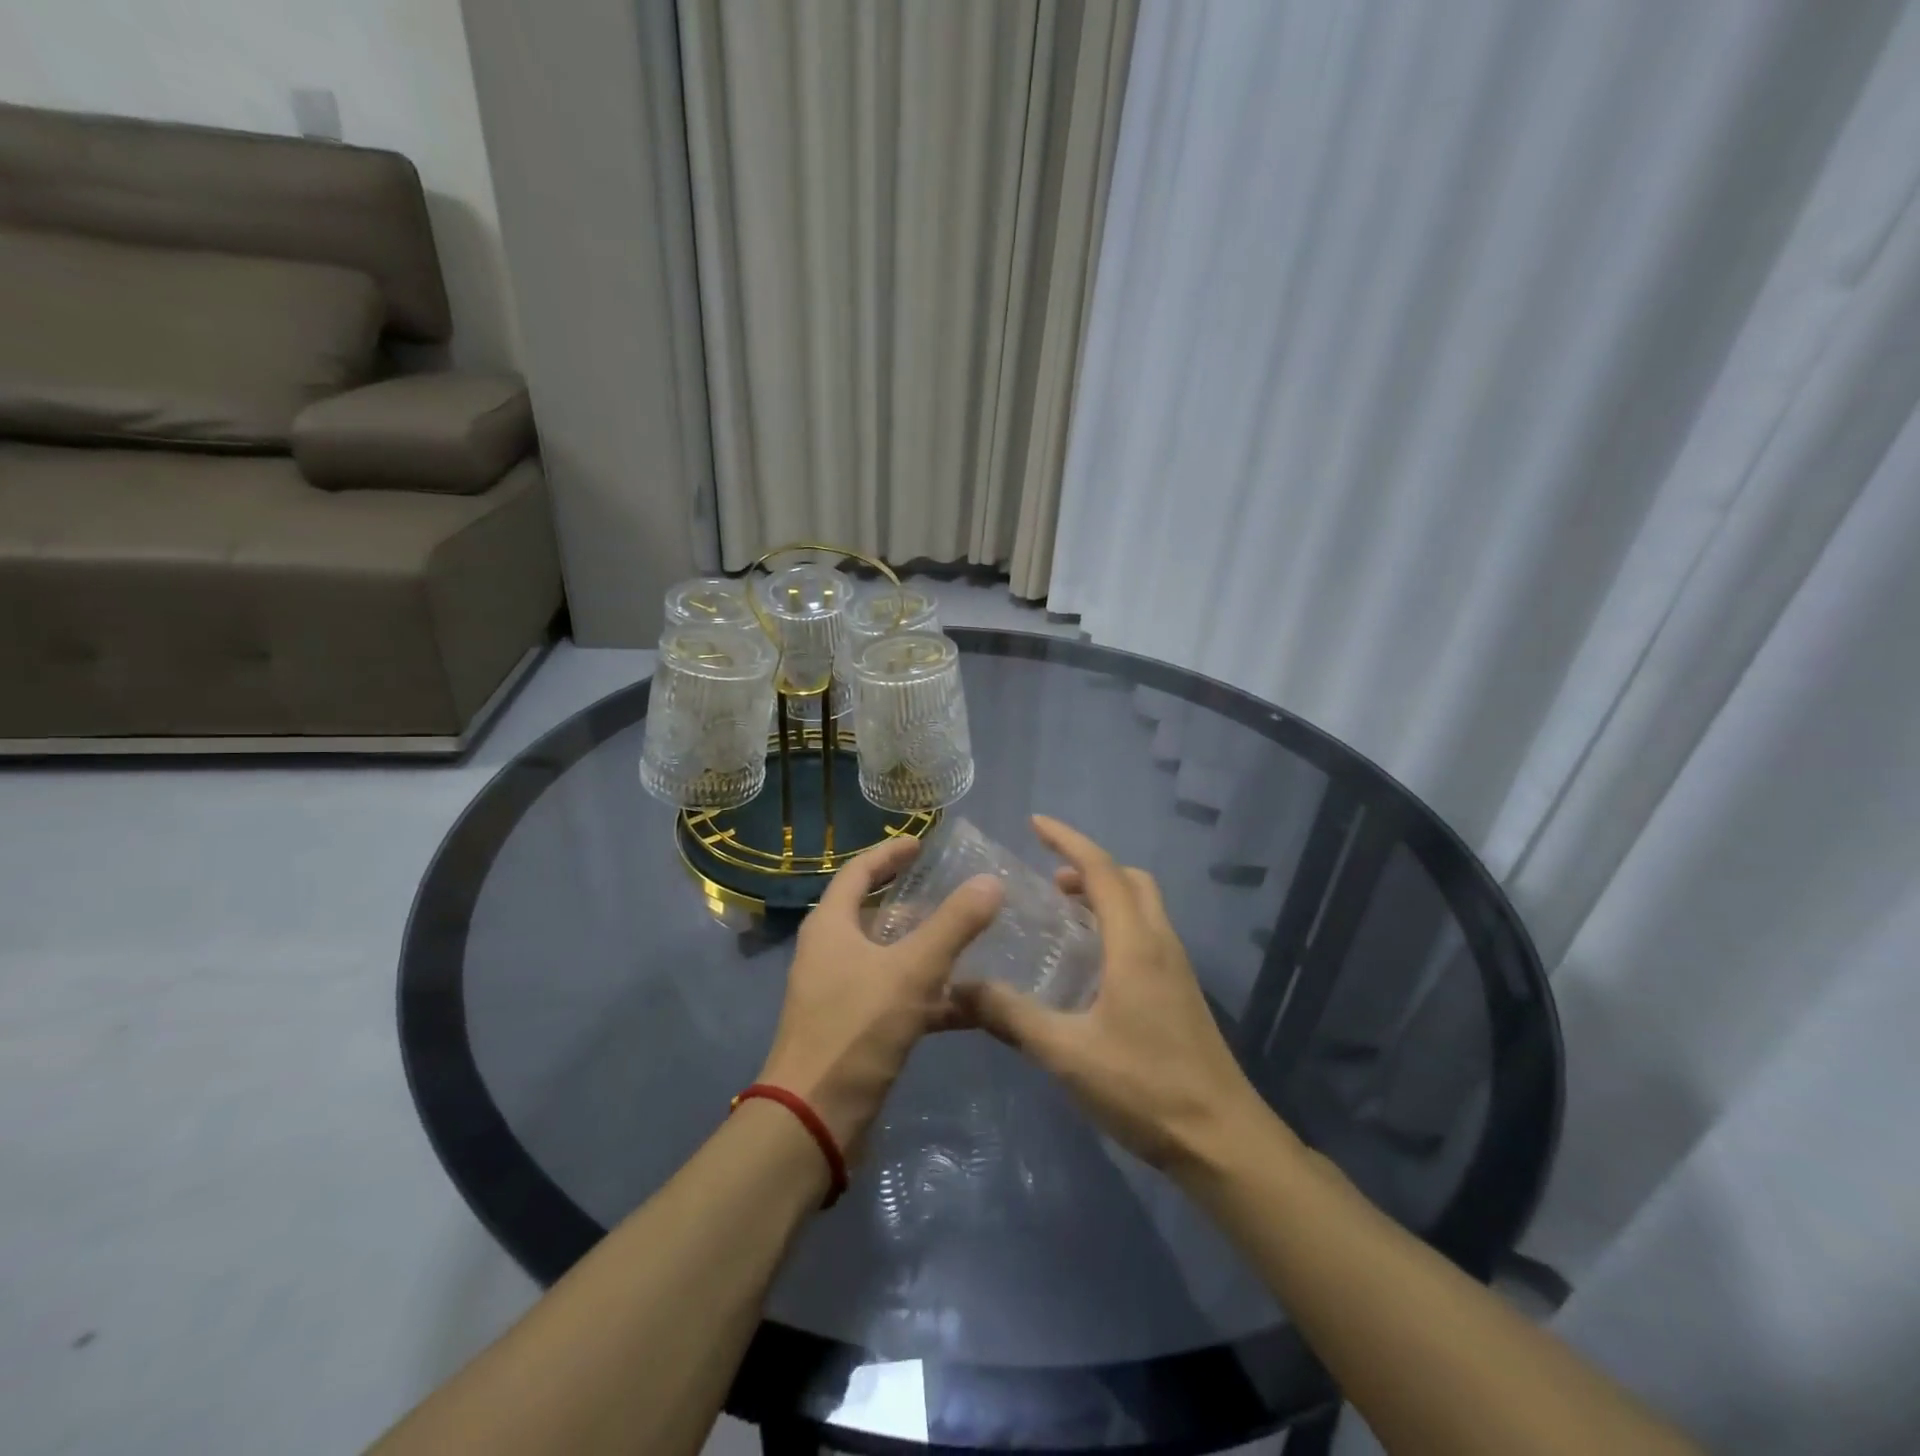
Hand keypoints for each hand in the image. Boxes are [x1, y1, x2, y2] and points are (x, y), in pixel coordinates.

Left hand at [759, 836, 1001, 1156]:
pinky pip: (897, 997)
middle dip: (912, 900)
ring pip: (889, 957)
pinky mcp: (855, 1028)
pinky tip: (971, 1002)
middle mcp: (830, 952)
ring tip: (971, 939)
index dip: (889, 854)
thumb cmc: (856, 1029)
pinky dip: (930, 995)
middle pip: (873, 912)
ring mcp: (841, 992)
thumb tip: (991, 881)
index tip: (921, 843)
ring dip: (926, 948)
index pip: (858, 872)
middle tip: (952, 889)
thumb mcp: (911, 970)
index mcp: (830, 926)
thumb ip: (953, 925)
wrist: (814, 1118)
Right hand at [951, 816, 1279, 1172]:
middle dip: (1089, 866)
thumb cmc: (1144, 1088)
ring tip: (1064, 914)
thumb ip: (1011, 1016)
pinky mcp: (1181, 991)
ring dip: (1105, 894)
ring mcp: (1177, 967)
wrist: (1223, 1141)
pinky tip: (1091, 963)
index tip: (1035, 823)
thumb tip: (958, 988)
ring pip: (1143, 906)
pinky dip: (1117, 922)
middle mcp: (1160, 943)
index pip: (1102, 870)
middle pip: (1129, 879)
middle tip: (1048, 881)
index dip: (1068, 840)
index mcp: (1135, 944)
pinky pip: (1147, 932)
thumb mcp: (1067, 1053)